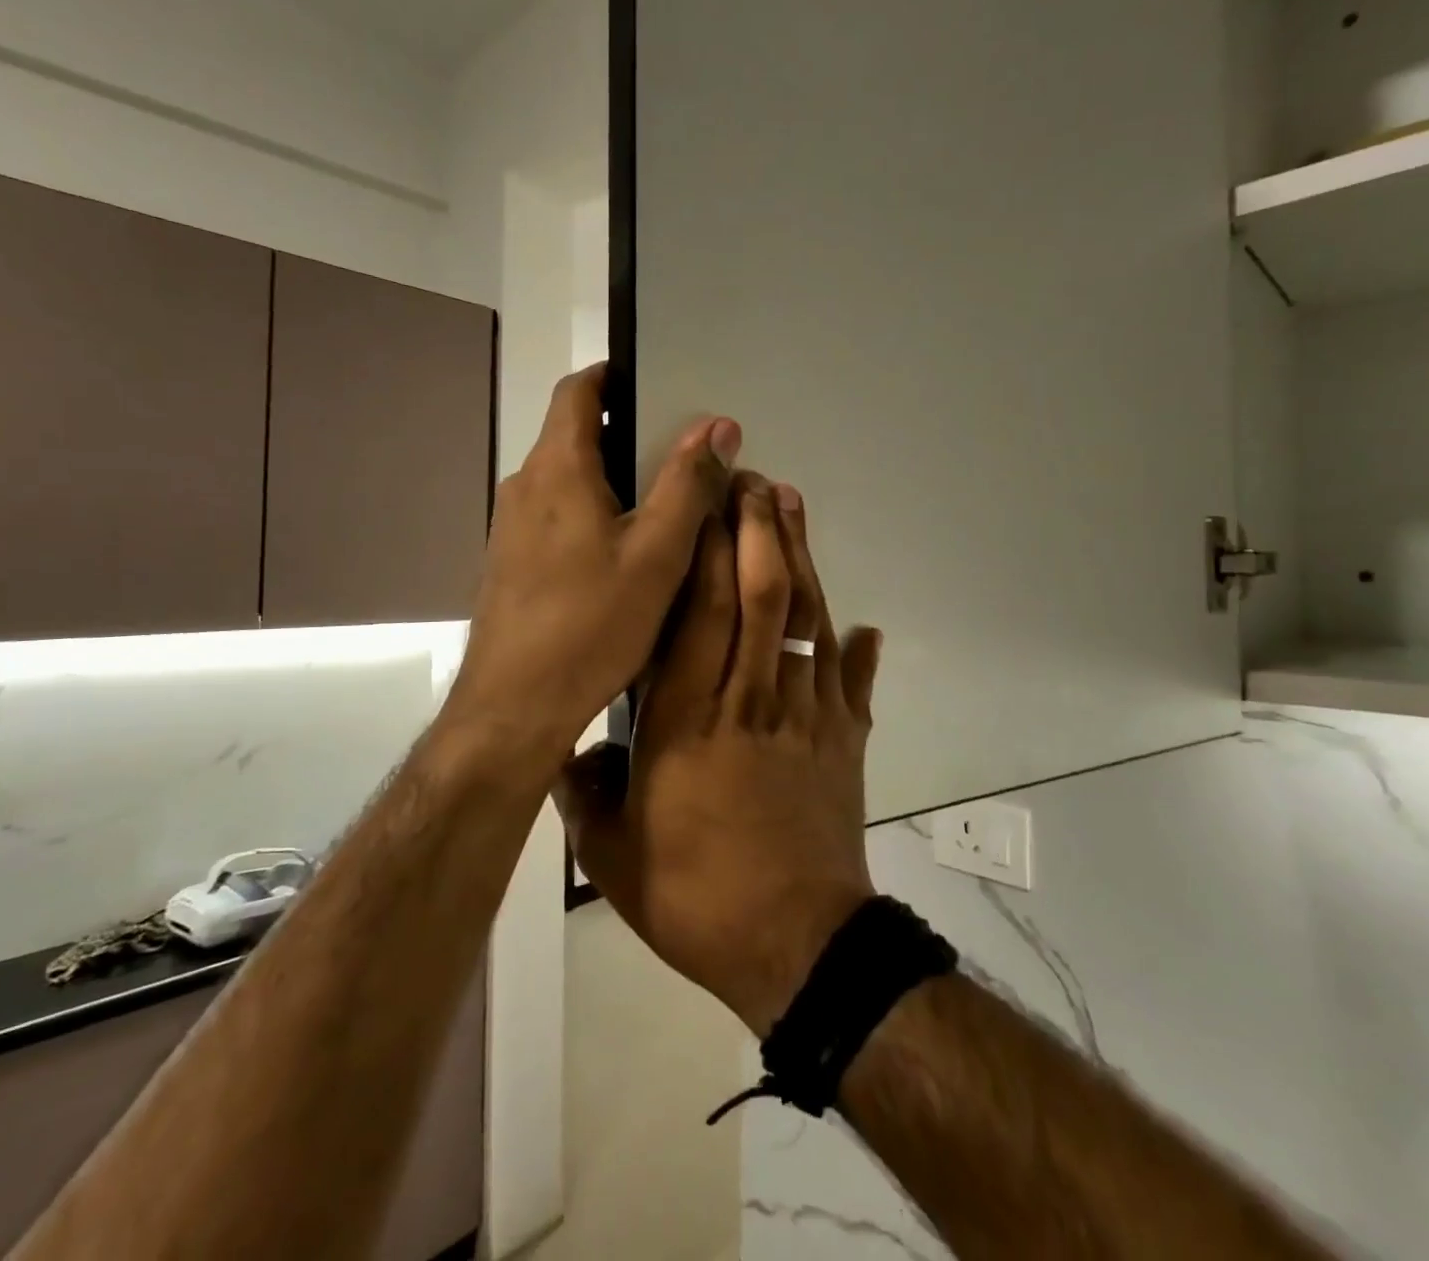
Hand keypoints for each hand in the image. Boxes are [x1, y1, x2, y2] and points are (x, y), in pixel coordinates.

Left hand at [441, 364, 740, 766]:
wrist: (514, 706)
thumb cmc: (591, 623)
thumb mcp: (657, 553)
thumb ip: (687, 484)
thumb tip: (716, 425)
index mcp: (557, 468)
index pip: (578, 391)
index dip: (615, 376)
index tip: (658, 385)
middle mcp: (525, 486)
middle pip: (574, 434)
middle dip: (626, 432)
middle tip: (681, 454)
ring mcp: (512, 527)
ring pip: (567, 480)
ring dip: (612, 478)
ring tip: (664, 504)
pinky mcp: (512, 563)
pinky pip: (557, 516)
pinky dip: (593, 513)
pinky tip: (626, 554)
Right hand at [558, 473, 882, 1035]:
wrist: (796, 947)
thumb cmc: (696, 897)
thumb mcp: (613, 855)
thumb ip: (585, 794)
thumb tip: (565, 752)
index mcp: (687, 721)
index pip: (697, 614)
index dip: (705, 551)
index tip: (706, 503)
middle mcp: (750, 701)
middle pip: (760, 596)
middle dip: (759, 530)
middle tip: (754, 480)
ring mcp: (807, 716)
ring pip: (807, 620)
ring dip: (802, 559)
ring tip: (794, 510)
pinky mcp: (846, 741)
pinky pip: (852, 681)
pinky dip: (856, 649)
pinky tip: (863, 624)